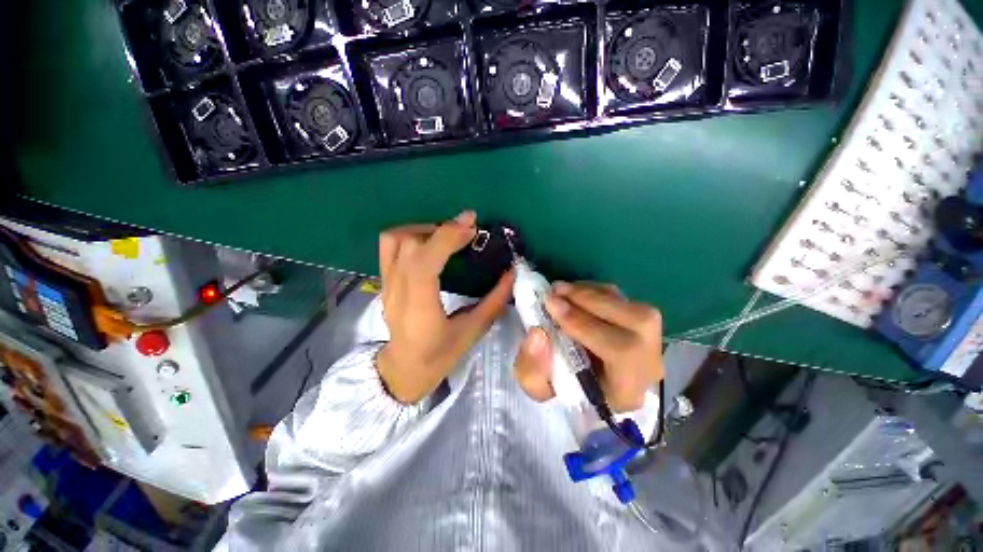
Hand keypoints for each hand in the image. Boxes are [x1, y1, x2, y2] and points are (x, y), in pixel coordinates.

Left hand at [376, 211, 515, 403]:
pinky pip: (389, 246)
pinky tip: (430, 242)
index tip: (472, 226)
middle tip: (468, 230)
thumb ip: (494, 300)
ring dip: (424, 229)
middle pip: (410, 244)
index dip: (447, 237)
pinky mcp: (384, 281)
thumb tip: (512, 273)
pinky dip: (410, 234)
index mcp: (419, 308)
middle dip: (442, 230)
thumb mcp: (473, 331)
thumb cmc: (440, 356)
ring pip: (395, 239)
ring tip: (447, 234)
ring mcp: (386, 284)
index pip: (425, 262)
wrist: (404, 369)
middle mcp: (397, 291)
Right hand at [514, 282, 663, 411]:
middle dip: (591, 302)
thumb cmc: (562, 388)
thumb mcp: (539, 387)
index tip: (552, 307)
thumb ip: (533, 368)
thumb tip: (538, 333)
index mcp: (626, 391)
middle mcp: (648, 365)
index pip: (622, 353)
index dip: (586, 325)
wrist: (582, 381)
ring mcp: (651, 341)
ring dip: (594, 293)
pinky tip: (575, 292)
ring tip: (561, 289)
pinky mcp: (642, 322)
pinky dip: (598, 290)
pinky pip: (626, 299)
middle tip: (555, 291)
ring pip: (633, 306)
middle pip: (638, 323)